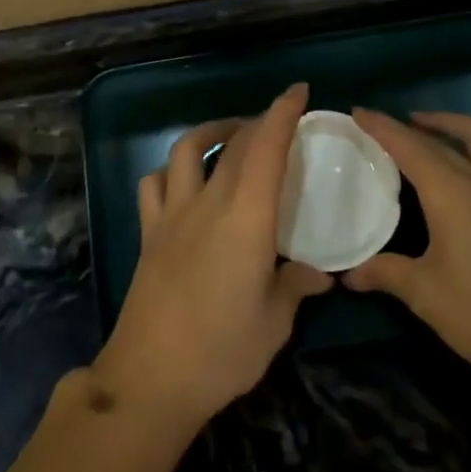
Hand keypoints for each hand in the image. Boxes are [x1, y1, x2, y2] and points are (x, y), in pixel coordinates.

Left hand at [93, 84, 332, 431]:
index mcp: (246, 218)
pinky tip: (185, 182)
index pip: (266, 148)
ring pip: (187, 149)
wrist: (150, 379)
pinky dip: (172, 170)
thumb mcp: (274, 322)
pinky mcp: (148, 233)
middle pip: (234, 143)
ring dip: (212, 131)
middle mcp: (207, 203)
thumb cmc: (222, 351)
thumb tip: (322, 273)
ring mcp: (171, 215)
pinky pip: (155, 183)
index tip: (298, 91)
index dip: (282, 113)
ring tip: (231, 138)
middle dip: (259, 122)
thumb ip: (297, 287)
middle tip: (281, 124)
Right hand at [343, 110, 470, 392]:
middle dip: (414, 126)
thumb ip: (387, 274)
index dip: (382, 127)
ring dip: (458, 127)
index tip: (358, 111)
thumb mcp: (427, 296)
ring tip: (439, 133)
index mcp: (451, 192)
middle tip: (389, 127)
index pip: (409, 146)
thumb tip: (349, 275)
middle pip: (445, 139)